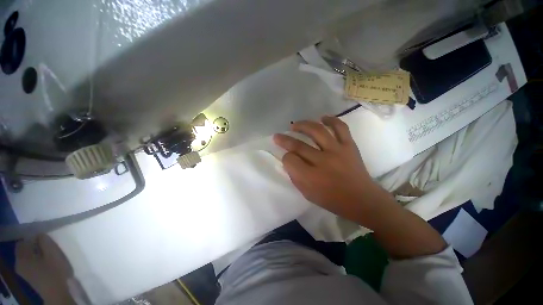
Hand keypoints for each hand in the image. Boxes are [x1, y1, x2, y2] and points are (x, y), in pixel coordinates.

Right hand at [273, 116, 387, 223]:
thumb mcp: (307, 194)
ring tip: (295, 125)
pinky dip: (331, 120)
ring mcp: (337, 151)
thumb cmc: (332, 199)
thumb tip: (289, 160)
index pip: (290, 160)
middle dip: (284, 139)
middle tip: (278, 136)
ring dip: (303, 125)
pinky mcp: (349, 145)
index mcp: (311, 177)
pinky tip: (322, 118)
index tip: (286, 157)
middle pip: (298, 145)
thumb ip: (295, 176)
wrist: (361, 199)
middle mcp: (322, 161)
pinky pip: (340, 127)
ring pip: (317, 131)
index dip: (285, 157)